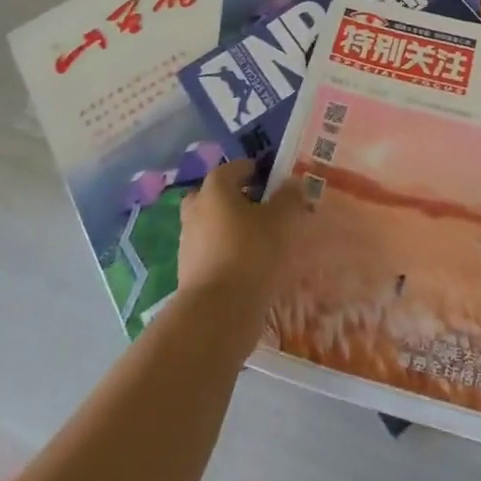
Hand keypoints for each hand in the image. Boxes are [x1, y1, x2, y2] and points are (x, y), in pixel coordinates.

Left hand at [177, 158, 306, 314]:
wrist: (217, 312)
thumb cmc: (251, 252)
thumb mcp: (282, 219)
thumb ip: (289, 197)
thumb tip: (292, 183)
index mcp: (215, 188)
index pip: (234, 168)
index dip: (254, 170)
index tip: (272, 179)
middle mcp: (196, 209)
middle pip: (215, 195)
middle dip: (235, 198)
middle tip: (260, 207)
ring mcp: (188, 242)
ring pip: (211, 224)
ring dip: (229, 227)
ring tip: (258, 240)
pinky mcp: (188, 271)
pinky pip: (210, 252)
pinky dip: (225, 252)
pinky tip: (247, 265)